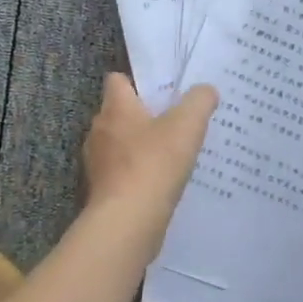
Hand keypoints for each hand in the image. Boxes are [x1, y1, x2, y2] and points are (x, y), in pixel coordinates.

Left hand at [81, 75, 218, 252]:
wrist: (128, 221)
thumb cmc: (154, 164)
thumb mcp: (187, 125)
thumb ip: (199, 101)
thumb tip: (206, 90)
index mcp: (115, 108)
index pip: (116, 80)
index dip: (138, 82)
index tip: (162, 91)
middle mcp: (99, 130)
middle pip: (119, 113)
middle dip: (143, 116)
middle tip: (174, 122)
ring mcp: (97, 163)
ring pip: (119, 145)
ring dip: (140, 148)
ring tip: (170, 155)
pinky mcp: (101, 191)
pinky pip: (121, 173)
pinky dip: (137, 175)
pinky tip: (160, 183)